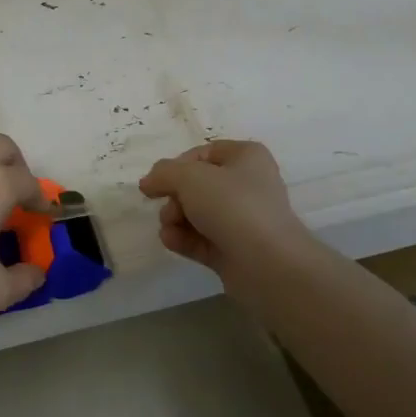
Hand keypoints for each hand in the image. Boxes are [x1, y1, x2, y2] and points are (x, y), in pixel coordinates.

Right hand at [138, 140, 313, 286]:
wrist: (267, 264)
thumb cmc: (232, 206)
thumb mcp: (190, 177)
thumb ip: (164, 173)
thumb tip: (148, 182)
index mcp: (246, 157)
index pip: (203, 153)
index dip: (177, 165)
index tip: (157, 182)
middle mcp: (247, 185)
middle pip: (197, 185)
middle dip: (175, 197)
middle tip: (169, 209)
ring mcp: (242, 220)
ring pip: (197, 213)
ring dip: (175, 219)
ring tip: (170, 228)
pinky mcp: (234, 250)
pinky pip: (201, 239)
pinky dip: (184, 239)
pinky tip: (172, 241)